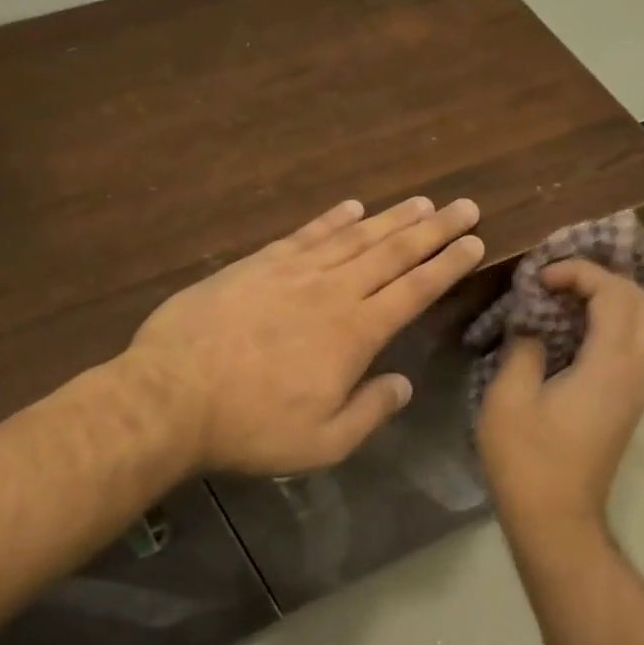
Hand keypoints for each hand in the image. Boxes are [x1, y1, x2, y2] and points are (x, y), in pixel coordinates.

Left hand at [122, 196, 483, 475]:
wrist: (170, 397)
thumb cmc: (251, 427)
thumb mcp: (323, 442)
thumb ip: (370, 411)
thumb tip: (403, 384)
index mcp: (355, 333)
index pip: (414, 290)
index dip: (447, 265)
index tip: (473, 242)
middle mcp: (332, 292)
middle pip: (393, 252)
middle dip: (434, 229)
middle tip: (465, 206)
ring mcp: (293, 272)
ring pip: (355, 237)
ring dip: (392, 218)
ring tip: (422, 202)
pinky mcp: (257, 264)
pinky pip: (306, 234)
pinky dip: (332, 219)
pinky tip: (352, 207)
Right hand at [475, 259, 643, 530]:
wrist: (556, 520)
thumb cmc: (528, 460)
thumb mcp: (509, 398)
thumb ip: (524, 347)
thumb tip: (532, 324)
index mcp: (610, 365)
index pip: (614, 292)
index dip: (579, 272)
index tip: (540, 278)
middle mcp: (636, 371)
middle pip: (643, 302)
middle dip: (604, 278)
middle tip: (560, 281)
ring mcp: (637, 389)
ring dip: (610, 300)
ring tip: (564, 299)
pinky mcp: (629, 404)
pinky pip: (633, 346)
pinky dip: (610, 324)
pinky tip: (571, 331)